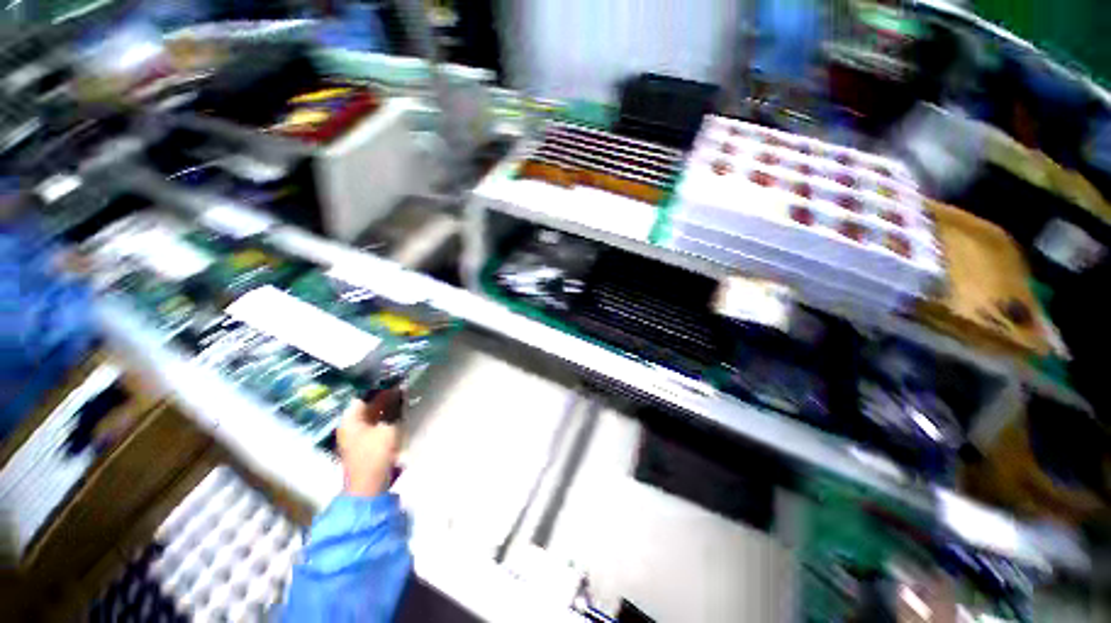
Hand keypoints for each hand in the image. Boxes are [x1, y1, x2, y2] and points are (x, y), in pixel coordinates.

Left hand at [336, 389, 402, 496]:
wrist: (369, 485)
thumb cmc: (375, 453)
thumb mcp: (389, 427)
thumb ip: (394, 408)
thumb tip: (400, 390)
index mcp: (350, 419)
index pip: (364, 396)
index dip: (380, 387)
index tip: (395, 380)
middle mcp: (350, 425)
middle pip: (368, 405)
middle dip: (385, 397)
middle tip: (403, 388)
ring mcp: (356, 436)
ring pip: (373, 415)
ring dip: (387, 407)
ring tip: (404, 398)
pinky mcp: (365, 444)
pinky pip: (375, 424)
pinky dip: (386, 417)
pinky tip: (399, 414)